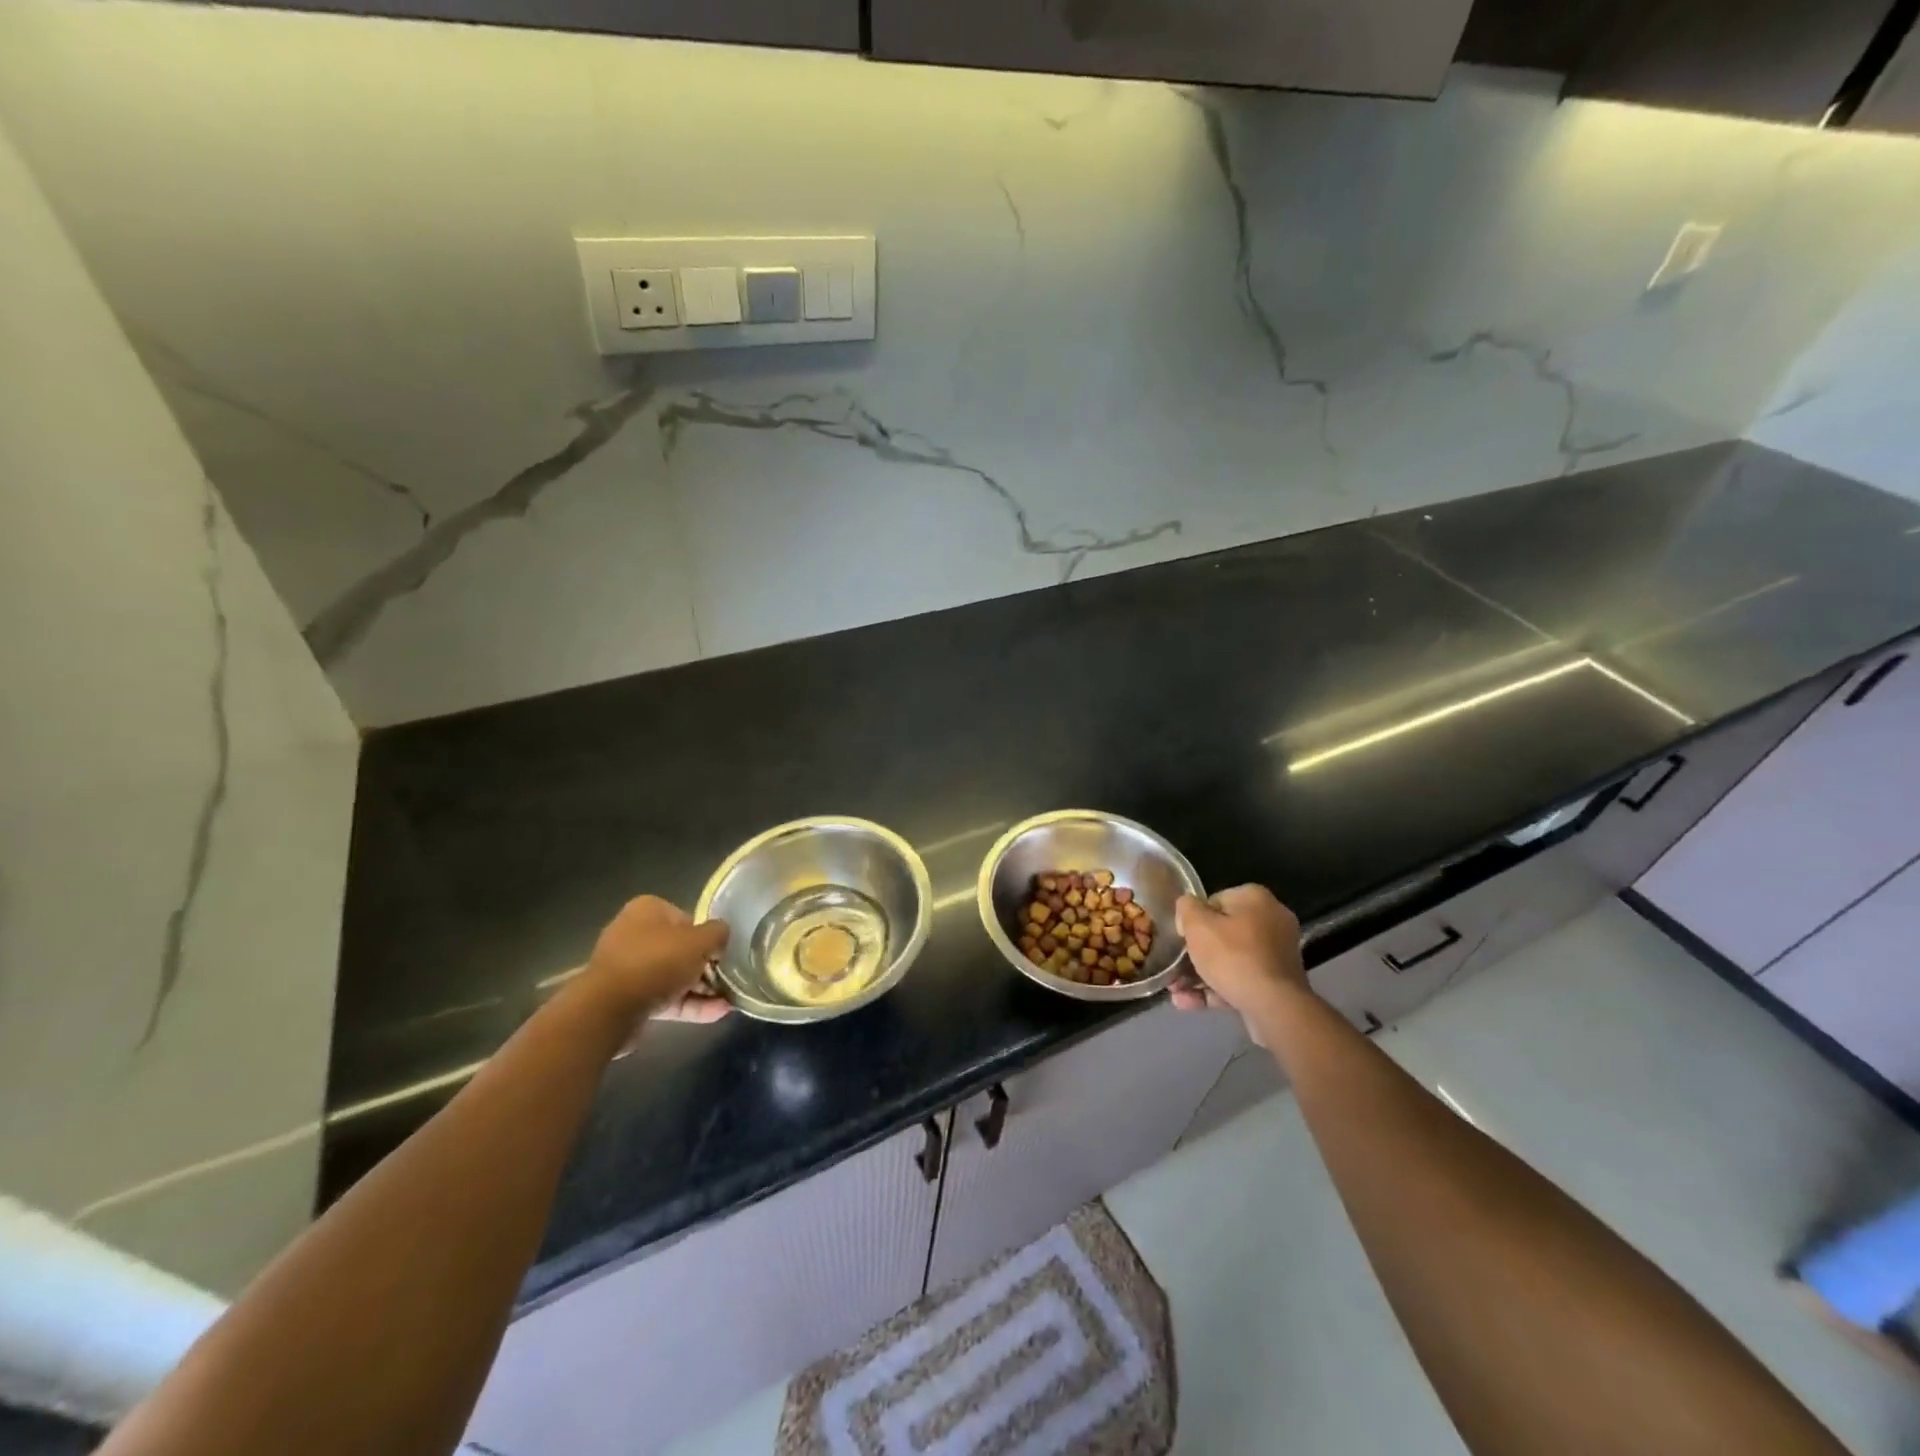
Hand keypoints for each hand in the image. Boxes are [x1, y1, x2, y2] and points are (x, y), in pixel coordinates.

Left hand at [579, 896, 730, 1022]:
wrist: (609, 1009)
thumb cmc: (657, 961)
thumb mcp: (700, 941)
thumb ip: (718, 933)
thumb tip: (722, 935)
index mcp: (647, 911)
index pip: (687, 918)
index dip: (707, 936)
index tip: (722, 952)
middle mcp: (635, 934)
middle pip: (680, 949)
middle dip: (706, 966)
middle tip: (729, 978)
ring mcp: (629, 969)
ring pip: (674, 976)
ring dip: (702, 988)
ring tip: (730, 1001)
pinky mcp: (628, 999)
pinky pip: (665, 998)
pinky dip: (690, 1004)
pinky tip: (718, 1013)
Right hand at [1169, 885, 1307, 1039]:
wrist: (1275, 1007)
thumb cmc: (1233, 957)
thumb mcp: (1197, 925)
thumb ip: (1186, 908)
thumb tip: (1187, 908)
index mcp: (1255, 899)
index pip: (1214, 901)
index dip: (1193, 920)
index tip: (1182, 938)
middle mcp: (1271, 921)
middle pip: (1222, 933)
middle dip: (1194, 954)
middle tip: (1173, 967)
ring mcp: (1276, 954)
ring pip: (1230, 960)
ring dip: (1200, 975)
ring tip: (1175, 991)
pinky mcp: (1277, 983)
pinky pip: (1241, 979)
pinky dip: (1216, 989)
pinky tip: (1187, 1002)